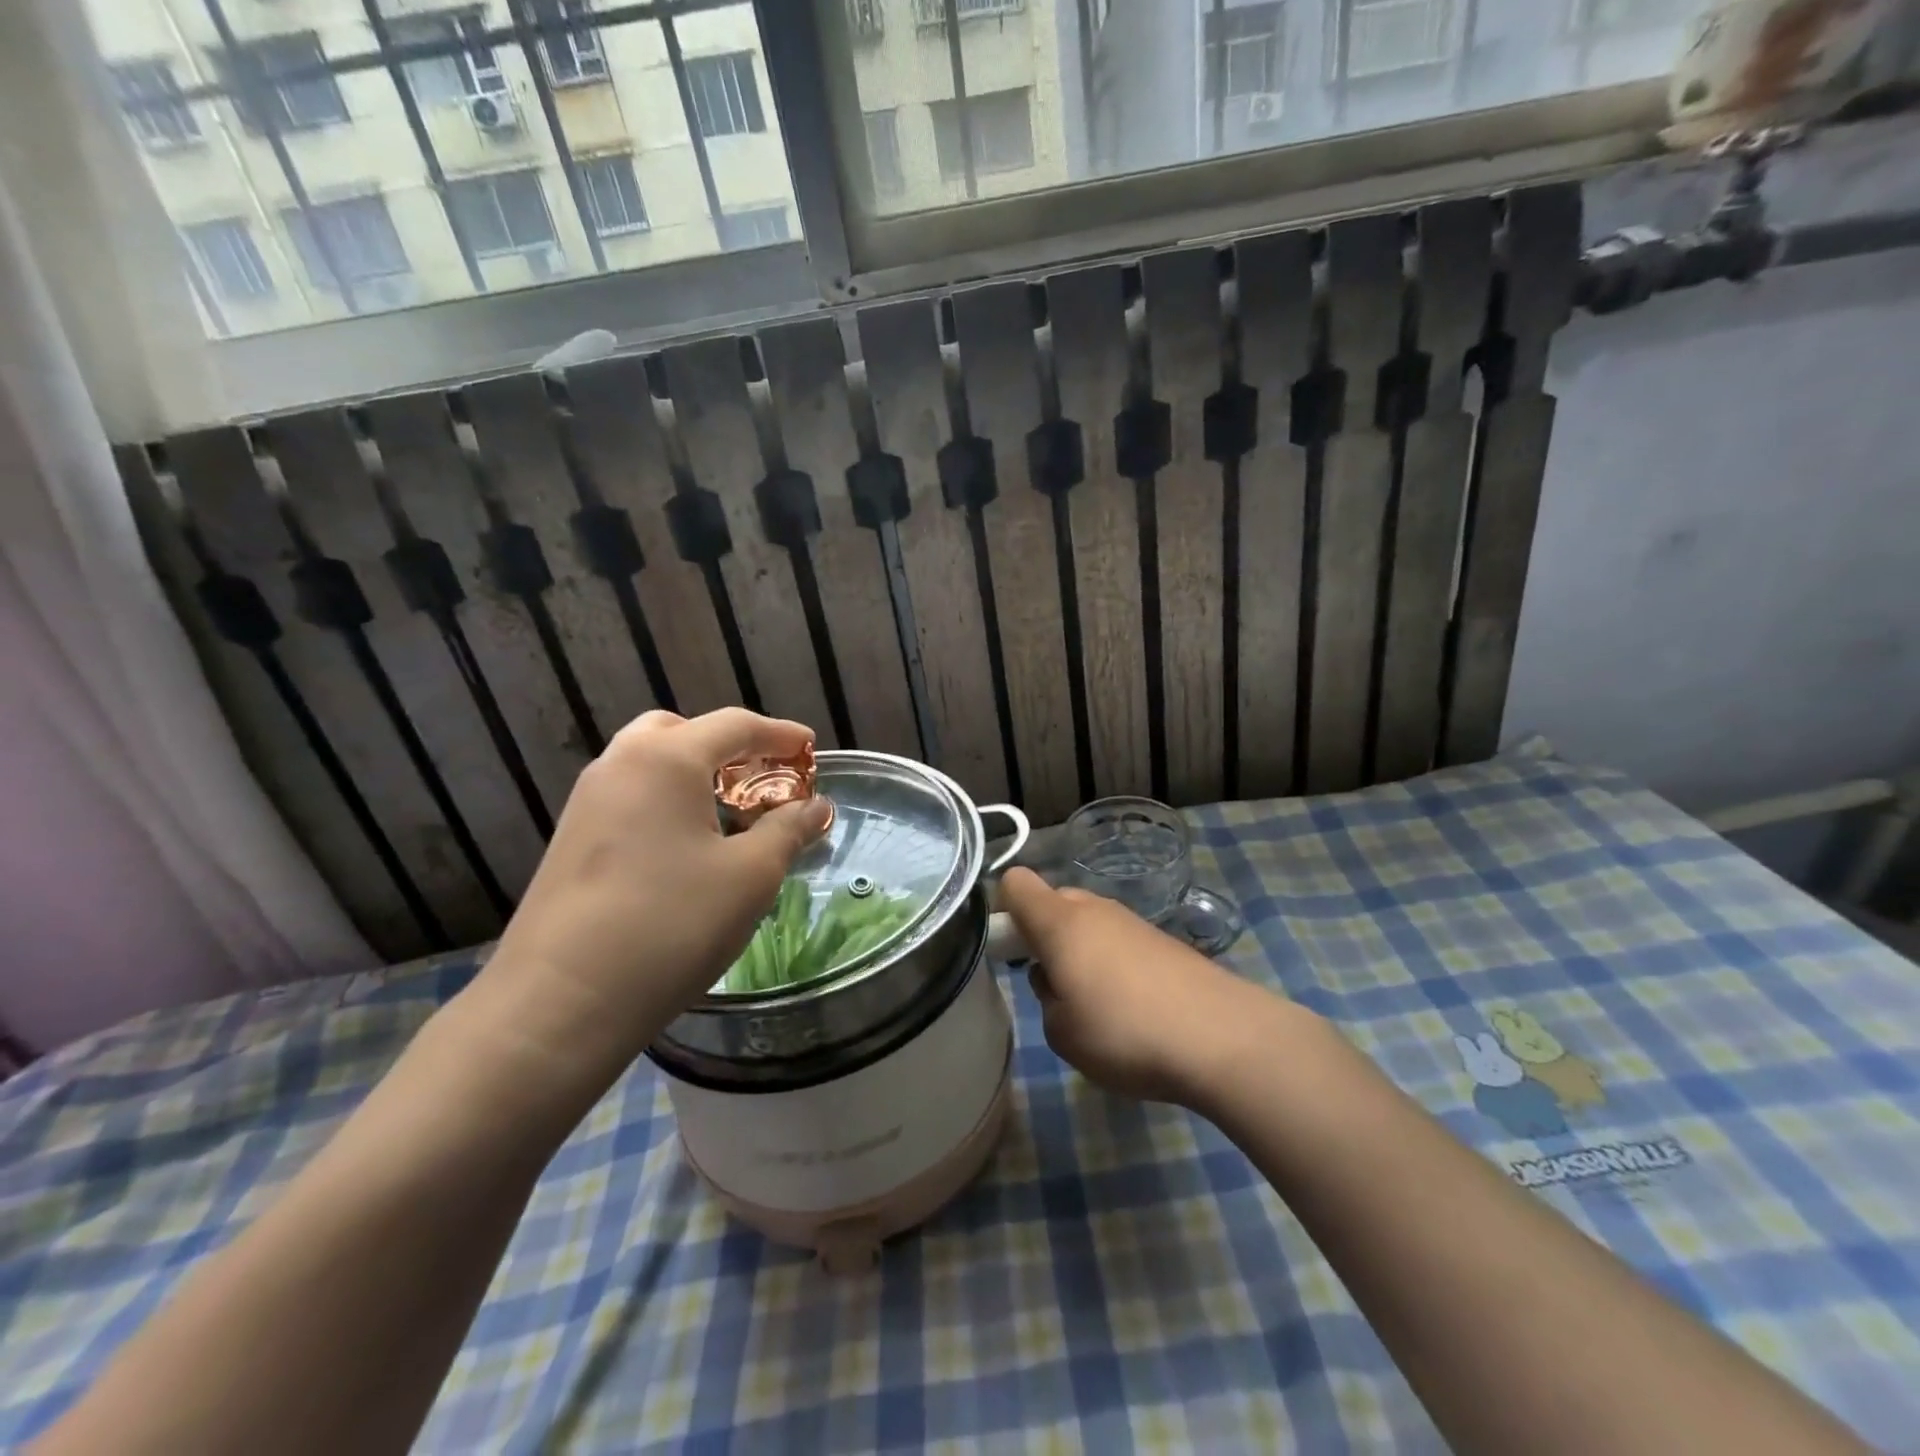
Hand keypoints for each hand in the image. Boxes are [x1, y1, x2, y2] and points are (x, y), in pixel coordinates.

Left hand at [477, 709, 831, 1078]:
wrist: (560, 1003)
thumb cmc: (671, 925)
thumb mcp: (750, 875)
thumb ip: (788, 829)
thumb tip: (816, 806)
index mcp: (665, 758)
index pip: (735, 725)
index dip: (781, 735)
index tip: (812, 749)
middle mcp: (620, 764)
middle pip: (685, 733)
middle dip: (731, 749)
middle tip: (764, 781)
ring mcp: (588, 801)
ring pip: (652, 764)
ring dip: (698, 776)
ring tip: (733, 816)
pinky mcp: (572, 839)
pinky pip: (632, 796)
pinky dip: (669, 801)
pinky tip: (689, 848)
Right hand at [1000, 867, 1297, 1107]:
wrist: (1224, 1038)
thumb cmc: (1126, 1033)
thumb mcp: (1062, 1033)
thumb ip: (1047, 998)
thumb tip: (1059, 980)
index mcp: (1060, 922)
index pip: (1016, 883)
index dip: (1004, 909)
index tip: (1008, 949)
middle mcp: (1095, 909)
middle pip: (1054, 902)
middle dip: (1045, 935)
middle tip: (1053, 986)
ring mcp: (1134, 922)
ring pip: (1090, 924)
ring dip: (1082, 953)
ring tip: (1097, 1007)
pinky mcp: (1165, 942)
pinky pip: (1121, 942)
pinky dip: (1115, 965)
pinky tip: (1134, 1009)